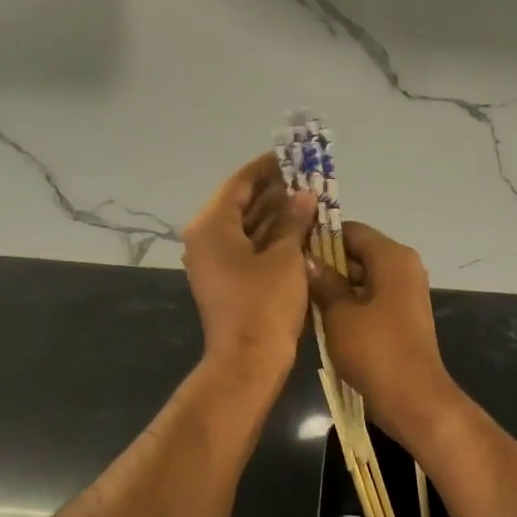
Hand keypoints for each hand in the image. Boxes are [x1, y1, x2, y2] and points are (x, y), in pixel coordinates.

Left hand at [183, 155, 315, 377]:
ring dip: (275, 213)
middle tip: (308, 178)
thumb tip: (304, 195)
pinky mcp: (227, 279)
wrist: (249, 360)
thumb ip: (294, 220)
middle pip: (241, 203)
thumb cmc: (265, 304)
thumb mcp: (285, 257)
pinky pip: (249, 247)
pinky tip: (299, 228)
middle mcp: (206, 238)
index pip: (240, 183)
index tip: (294, 156)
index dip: (268, 167)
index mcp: (212, 225)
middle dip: (275, 190)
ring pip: (246, 226)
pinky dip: (271, 236)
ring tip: (309, 198)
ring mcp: (215, 261)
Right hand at [306, 222, 464, 446]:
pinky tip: (321, 318)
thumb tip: (307, 259)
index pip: (351, 230)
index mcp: (392, 257)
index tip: (291, 249)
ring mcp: (405, 293)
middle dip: (325, 264)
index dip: (320, 237)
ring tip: (300, 298)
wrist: (412, 398)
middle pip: (357, 253)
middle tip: (290, 277)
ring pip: (362, 278)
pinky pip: (370, 299)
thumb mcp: (339, 313)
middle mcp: (403, 267)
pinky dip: (348, 304)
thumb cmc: (374, 350)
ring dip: (334, 287)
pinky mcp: (401, 317)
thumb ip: (323, 281)